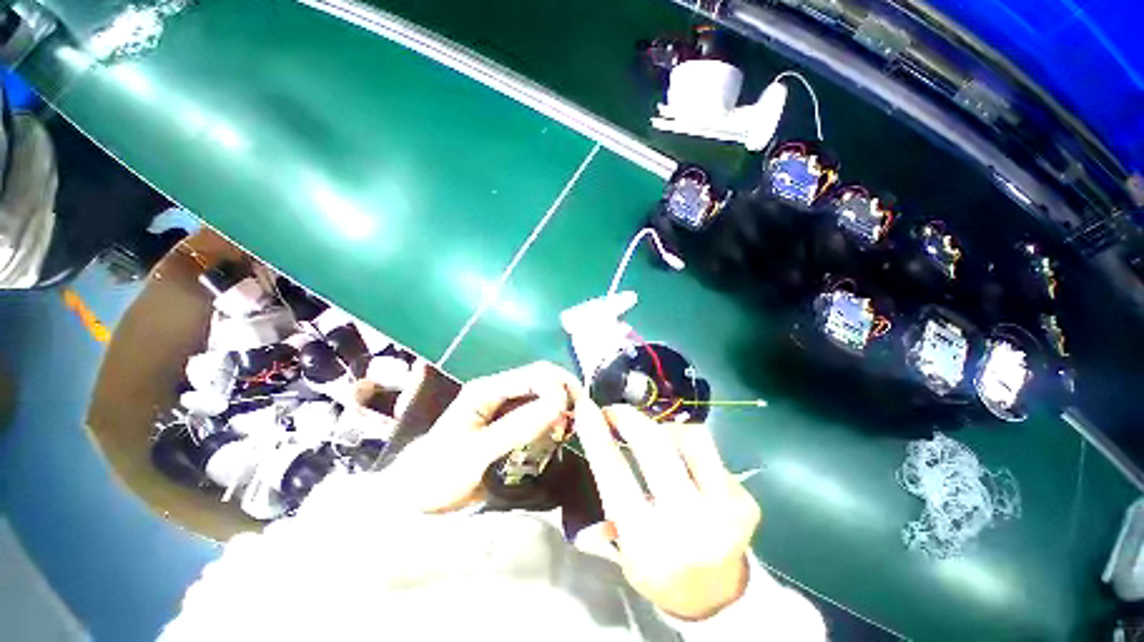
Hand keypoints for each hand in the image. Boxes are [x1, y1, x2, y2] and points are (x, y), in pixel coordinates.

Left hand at [389, 362, 577, 512]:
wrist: (416, 498)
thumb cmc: (438, 474)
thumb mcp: (475, 453)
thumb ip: (517, 428)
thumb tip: (558, 404)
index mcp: (488, 389)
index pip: (536, 374)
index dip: (561, 387)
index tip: (577, 412)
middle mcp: (500, 392)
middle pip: (544, 381)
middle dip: (566, 396)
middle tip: (580, 423)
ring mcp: (506, 409)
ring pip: (545, 398)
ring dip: (562, 410)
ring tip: (571, 432)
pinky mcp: (511, 425)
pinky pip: (540, 416)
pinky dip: (554, 424)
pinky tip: (559, 438)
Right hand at [574, 397, 760, 620]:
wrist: (719, 598)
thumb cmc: (661, 574)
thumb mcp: (625, 553)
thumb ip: (606, 504)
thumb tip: (592, 452)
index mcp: (649, 543)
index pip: (614, 475)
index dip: (597, 436)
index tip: (586, 408)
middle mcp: (688, 524)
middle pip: (655, 446)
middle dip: (630, 418)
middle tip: (615, 410)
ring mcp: (724, 510)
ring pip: (691, 437)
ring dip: (663, 427)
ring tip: (652, 435)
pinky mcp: (745, 501)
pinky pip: (710, 451)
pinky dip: (687, 444)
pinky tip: (682, 460)